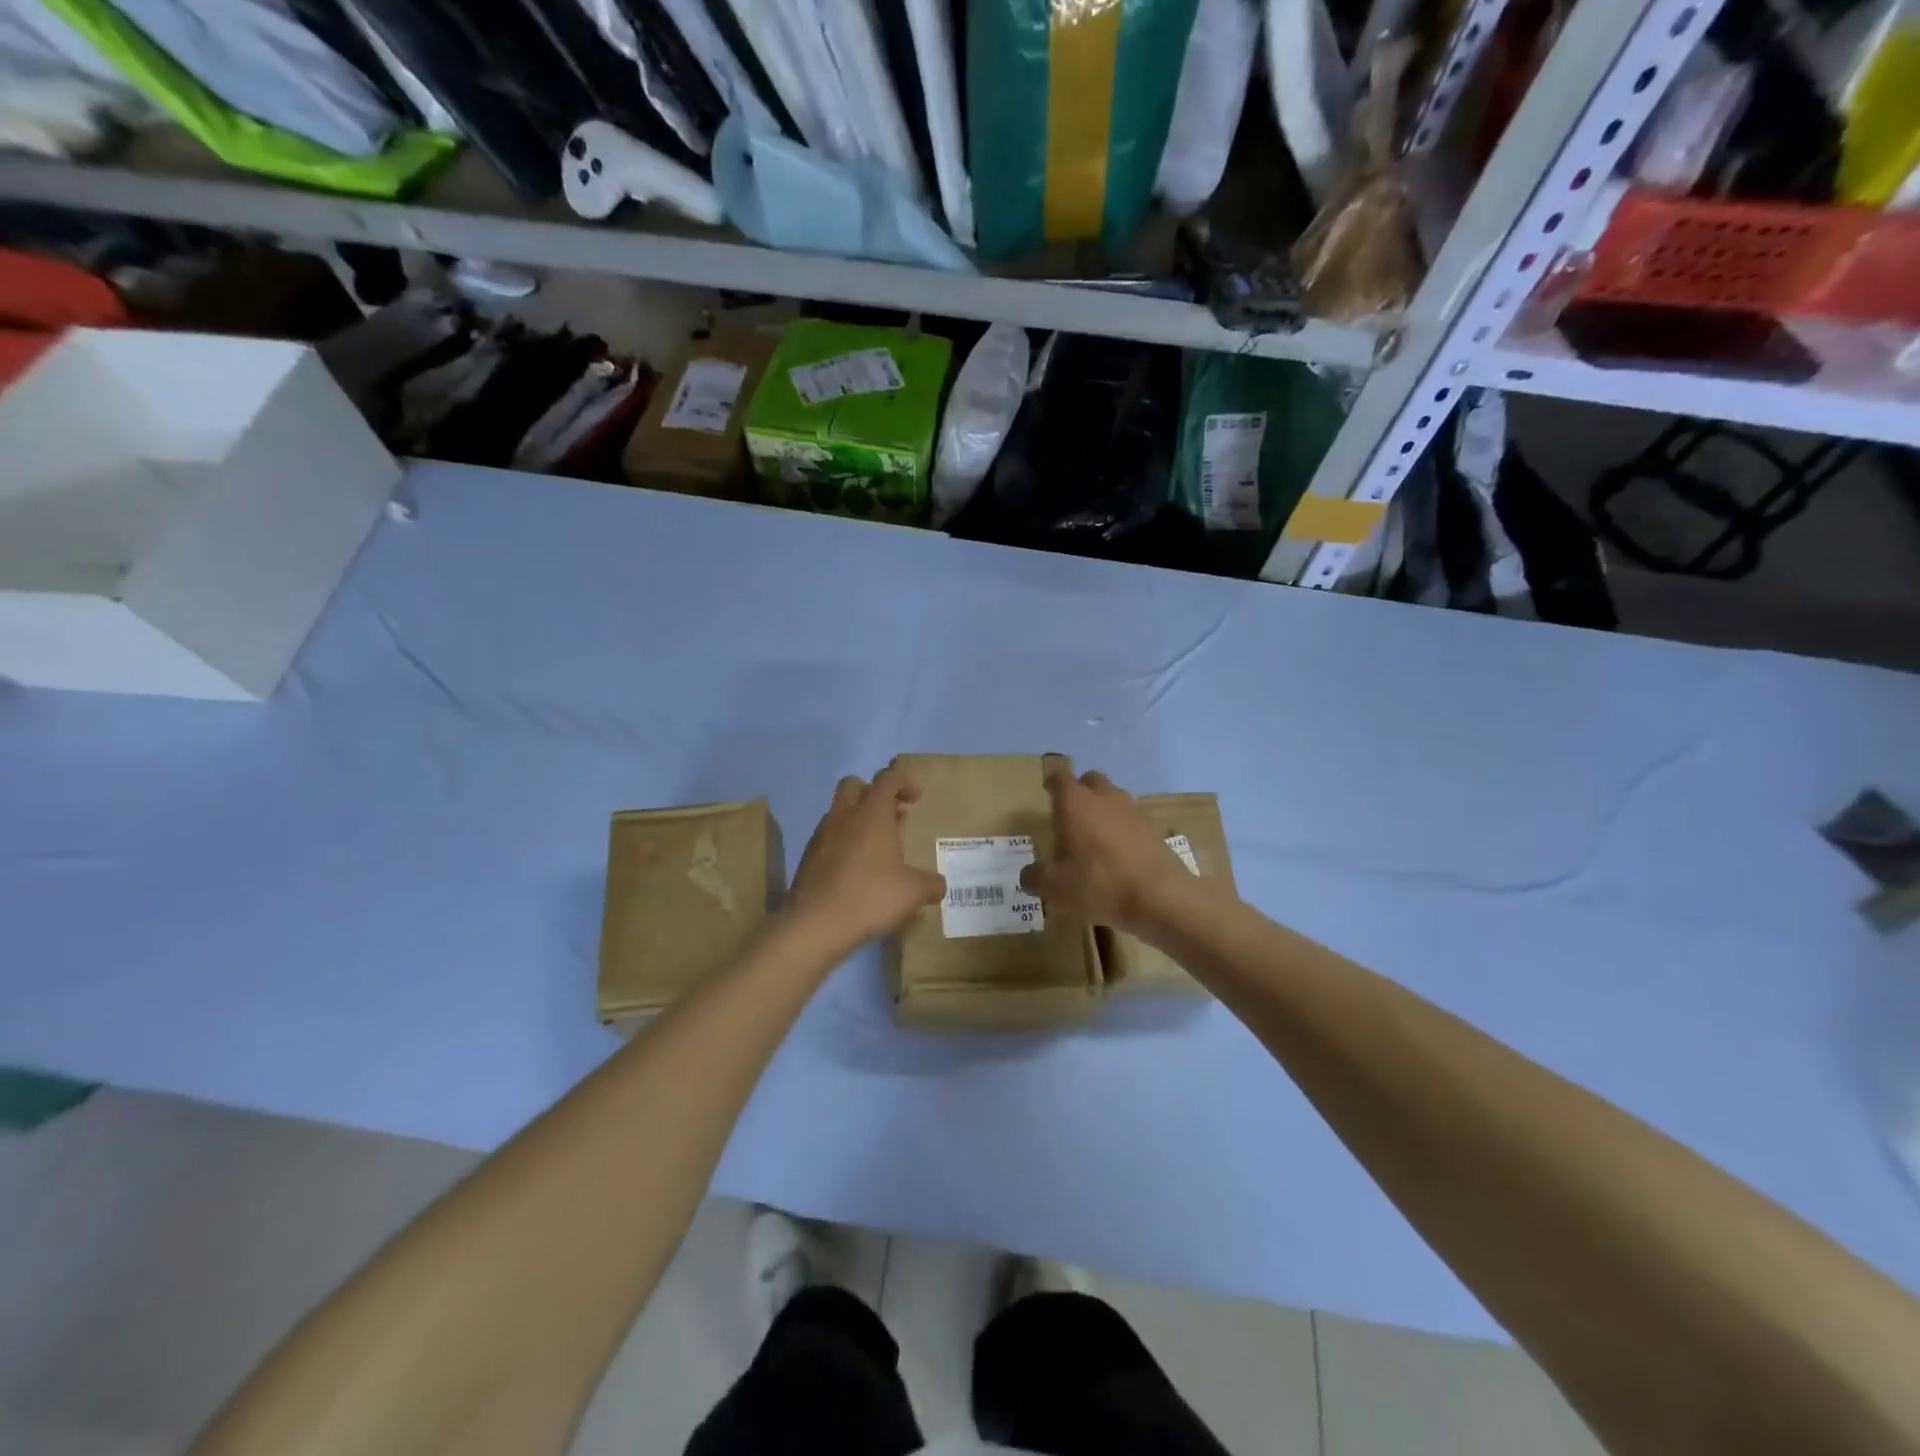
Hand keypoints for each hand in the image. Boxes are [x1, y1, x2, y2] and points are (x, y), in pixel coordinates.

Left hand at [786, 762, 945, 950]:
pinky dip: (843, 844)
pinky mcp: (807, 858)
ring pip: (838, 812)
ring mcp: (821, 836)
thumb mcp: (913, 892)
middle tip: (891, 815)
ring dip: (857, 820)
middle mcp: (844, 816)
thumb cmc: (871, 896)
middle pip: (854, 784)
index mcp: (872, 813)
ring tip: (876, 848)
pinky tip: (855, 871)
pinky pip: (828, 838)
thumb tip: (939, 885)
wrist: (815, 924)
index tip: (915, 799)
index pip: (887, 778)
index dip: (903, 782)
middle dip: (873, 793)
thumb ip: (931, 884)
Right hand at [1020, 759, 1211, 932]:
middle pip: (1089, 780)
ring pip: (1112, 799)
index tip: (1047, 791)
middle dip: (1079, 792)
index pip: (1059, 776)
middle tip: (1069, 817)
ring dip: (1102, 811)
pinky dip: (1122, 830)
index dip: (1051, 782)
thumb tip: (1028, 875)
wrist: (1159, 896)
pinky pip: (1130, 820)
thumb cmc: (1098, 883)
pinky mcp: (1153, 828)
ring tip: (1093, 839)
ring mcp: (1132, 810)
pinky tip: (1118, 856)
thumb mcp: (1054, 887)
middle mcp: (1103, 797)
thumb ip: (1035, 877)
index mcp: (1074, 802)